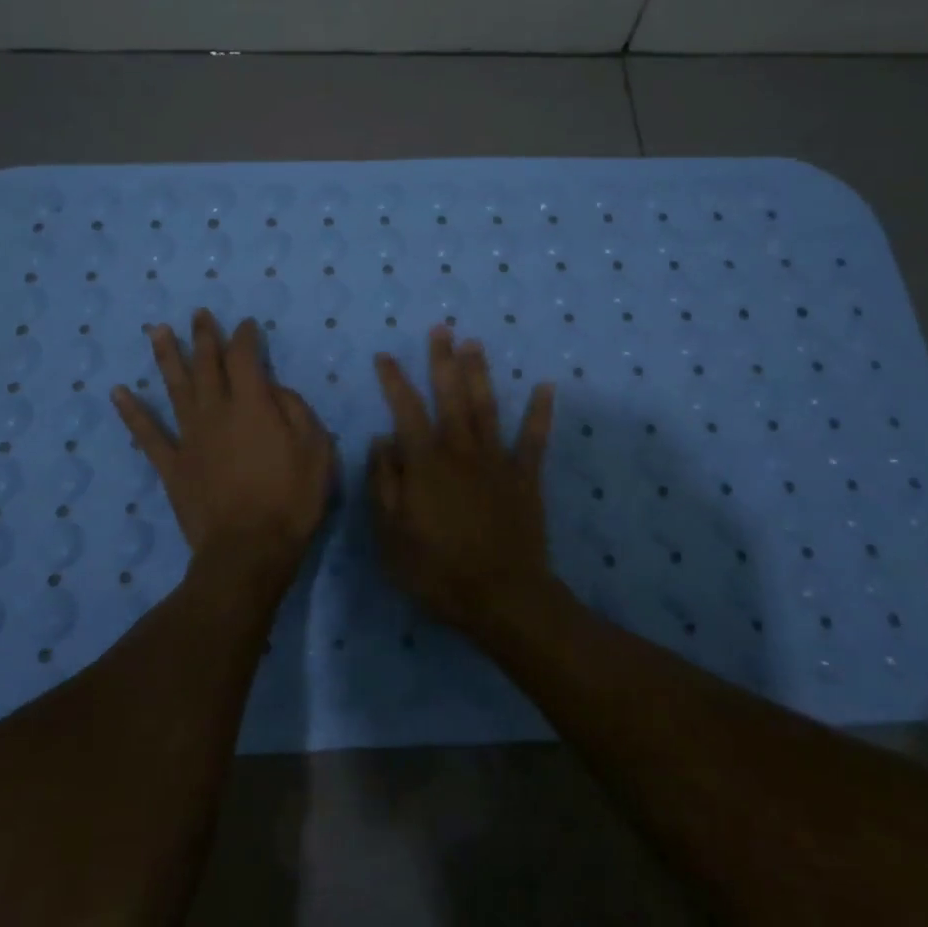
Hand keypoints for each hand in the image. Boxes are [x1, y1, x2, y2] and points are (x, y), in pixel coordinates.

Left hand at [112, 310, 334, 598]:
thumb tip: (275, 390)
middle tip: (198, 314)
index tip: (246, 324)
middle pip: (207, 365)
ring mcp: (189, 437)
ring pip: (175, 388)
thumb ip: (297, 411)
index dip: (245, 337)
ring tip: (157, 330)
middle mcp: (216, 411)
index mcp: (252, 405)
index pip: (245, 358)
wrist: (249, 550)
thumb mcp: (316, 451)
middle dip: (204, 337)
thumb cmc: (291, 500)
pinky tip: (118, 392)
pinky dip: (131, 412)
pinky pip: (148, 434)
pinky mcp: (172, 465)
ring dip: (166, 357)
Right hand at [368, 326, 557, 632]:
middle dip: (443, 360)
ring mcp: (497, 462)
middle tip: (441, 329)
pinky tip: (546, 386)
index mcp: (425, 463)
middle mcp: (460, 451)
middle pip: (450, 396)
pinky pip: (534, 439)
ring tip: (475, 343)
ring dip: (480, 373)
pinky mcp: (525, 478)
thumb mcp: (390, 535)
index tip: (385, 356)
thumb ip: (384, 483)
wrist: (502, 598)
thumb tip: (381, 440)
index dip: (394, 381)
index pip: (406, 411)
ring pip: (486, 407)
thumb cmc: (437, 571)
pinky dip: (540, 412)